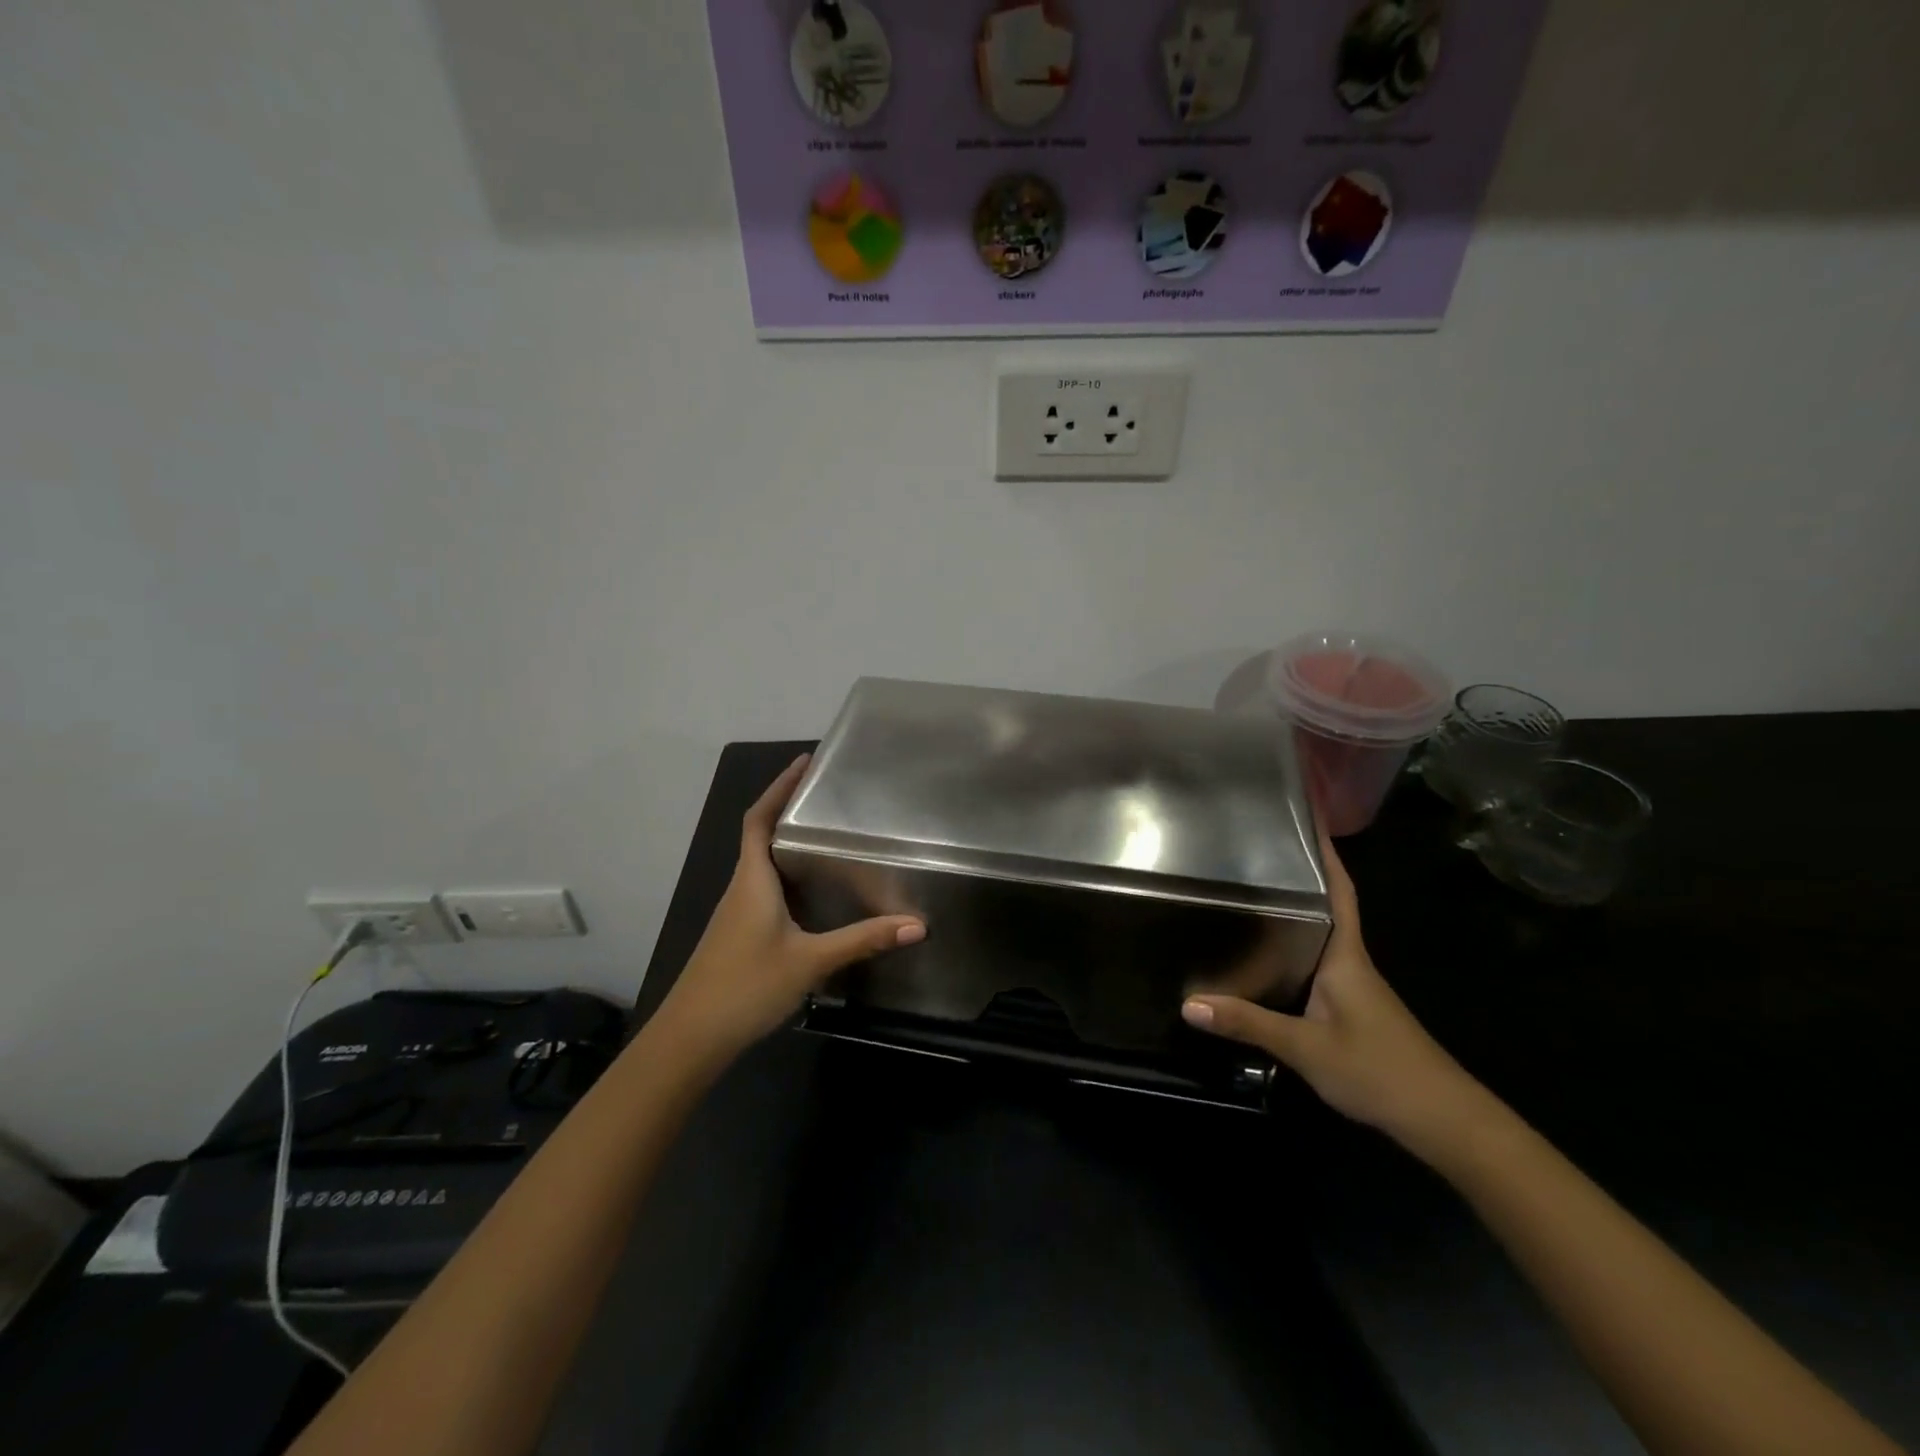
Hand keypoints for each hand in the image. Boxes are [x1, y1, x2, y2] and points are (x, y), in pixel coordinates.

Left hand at [654, 755, 924, 1067]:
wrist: (690, 1038)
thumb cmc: (746, 986)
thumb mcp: (811, 961)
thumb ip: (863, 940)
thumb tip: (917, 925)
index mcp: (752, 880)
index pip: (758, 819)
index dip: (779, 787)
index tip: (804, 762)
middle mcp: (740, 888)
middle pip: (760, 836)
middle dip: (788, 810)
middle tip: (827, 797)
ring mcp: (735, 914)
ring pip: (761, 866)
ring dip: (786, 845)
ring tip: (825, 837)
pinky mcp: (736, 935)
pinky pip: (762, 890)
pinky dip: (784, 877)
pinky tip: (809, 894)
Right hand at [1181, 832, 1489, 1154]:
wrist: (1442, 1121)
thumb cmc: (1379, 1069)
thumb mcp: (1306, 1047)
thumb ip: (1248, 1022)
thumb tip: (1189, 1002)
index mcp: (1346, 955)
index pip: (1340, 891)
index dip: (1326, 853)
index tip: (1309, 816)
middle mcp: (1350, 961)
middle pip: (1325, 906)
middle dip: (1299, 875)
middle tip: (1254, 850)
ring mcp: (1352, 986)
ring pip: (1318, 936)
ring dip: (1293, 913)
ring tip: (1248, 892)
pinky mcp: (1349, 1009)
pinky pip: (1314, 964)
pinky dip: (1291, 949)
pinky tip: (1263, 958)